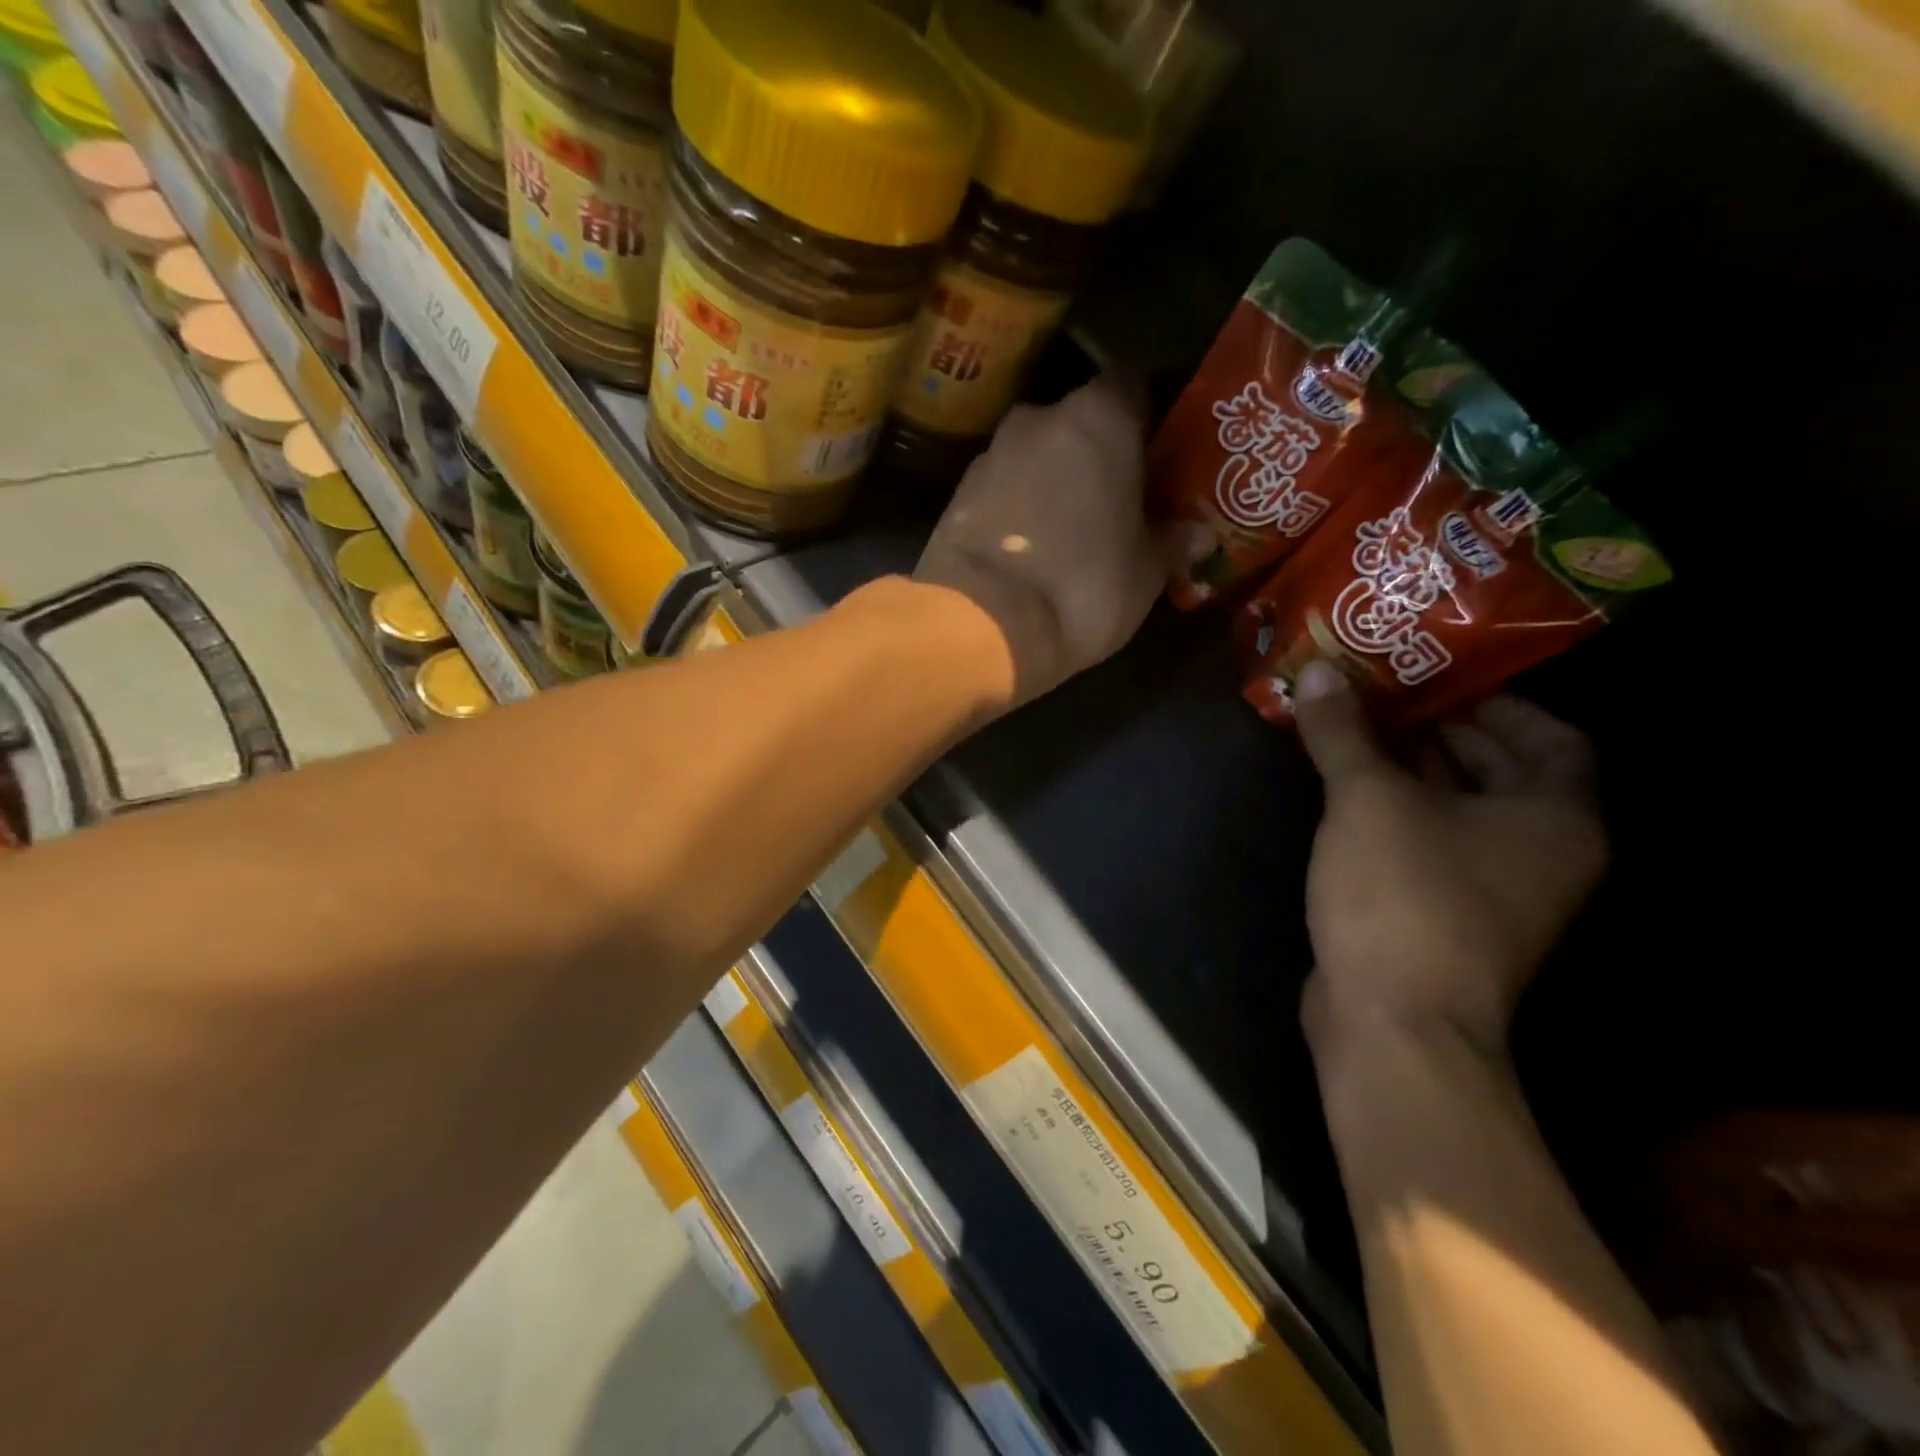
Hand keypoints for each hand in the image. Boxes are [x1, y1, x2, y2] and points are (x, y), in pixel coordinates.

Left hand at [916, 375, 1163, 706]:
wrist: (982, 626)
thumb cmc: (1084, 586)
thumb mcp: (1146, 572)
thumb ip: (1174, 542)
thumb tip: (1201, 533)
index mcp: (1098, 418)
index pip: (1132, 386)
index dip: (1146, 416)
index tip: (1157, 453)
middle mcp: (1039, 419)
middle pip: (1078, 422)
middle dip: (1097, 453)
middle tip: (1118, 496)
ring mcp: (990, 454)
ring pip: (1036, 455)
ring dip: (1053, 480)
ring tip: (1071, 527)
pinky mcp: (956, 494)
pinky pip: (1003, 487)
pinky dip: (1018, 505)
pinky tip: (1030, 545)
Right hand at [1292, 663, 1606, 1062]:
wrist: (1393, 1020)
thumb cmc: (1404, 896)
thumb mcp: (1368, 800)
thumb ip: (1344, 733)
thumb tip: (1317, 671)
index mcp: (1555, 819)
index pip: (1553, 738)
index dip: (1500, 702)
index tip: (1442, 677)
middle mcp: (1539, 853)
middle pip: (1502, 772)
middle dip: (1444, 730)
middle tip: (1384, 693)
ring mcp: (1493, 891)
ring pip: (1460, 809)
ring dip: (1413, 769)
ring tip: (1358, 730)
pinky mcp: (1445, 915)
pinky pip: (1429, 841)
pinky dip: (1397, 809)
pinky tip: (1347, 791)